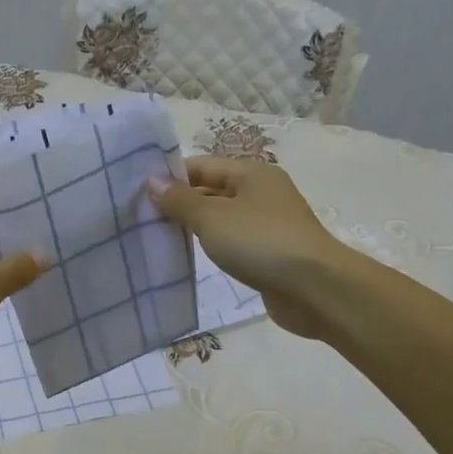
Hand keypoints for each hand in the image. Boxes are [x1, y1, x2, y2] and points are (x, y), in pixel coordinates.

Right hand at [147, 156, 342, 339]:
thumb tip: (152, 182)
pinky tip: (191, 256)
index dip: (171, 176)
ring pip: (222, 218)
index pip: (202, 165)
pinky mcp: (271, 253)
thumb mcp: (212, 217)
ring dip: (195, 226)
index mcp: (252, 173)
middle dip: (180, 202)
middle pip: (212, 190)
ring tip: (159, 236)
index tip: (138, 192)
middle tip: (141, 217)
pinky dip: (212, 246)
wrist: (315, 288)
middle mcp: (263, 192)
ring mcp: (269, 224)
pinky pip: (233, 242)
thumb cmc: (260, 242)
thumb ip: (180, 200)